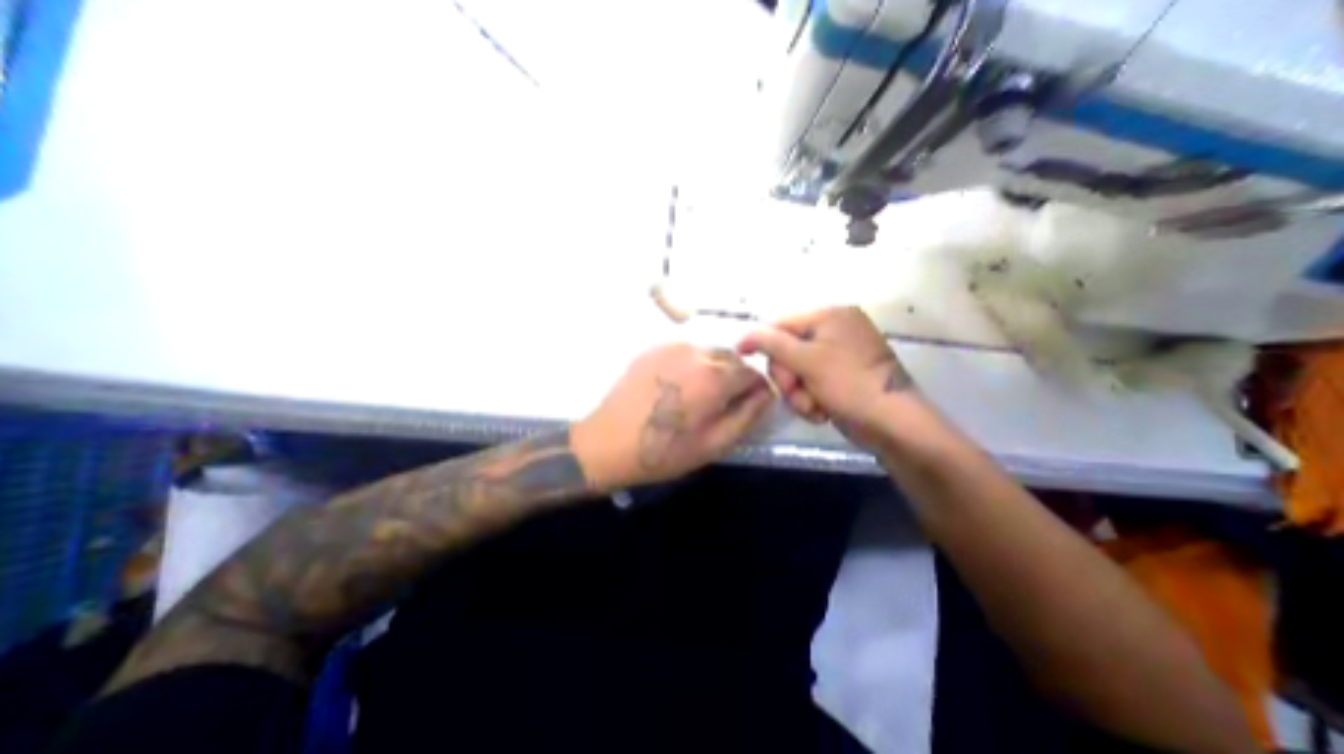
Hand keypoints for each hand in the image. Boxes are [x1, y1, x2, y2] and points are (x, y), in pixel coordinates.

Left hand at [572, 342, 770, 494]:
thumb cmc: (664, 451)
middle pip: (732, 358)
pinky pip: (686, 352)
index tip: (746, 406)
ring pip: (709, 353)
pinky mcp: (653, 349)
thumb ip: (748, 415)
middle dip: (735, 378)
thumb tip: (767, 394)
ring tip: (696, 397)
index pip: (753, 372)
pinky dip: (691, 365)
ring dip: (713, 370)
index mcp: (714, 377)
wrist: (607, 443)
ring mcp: (671, 347)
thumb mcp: (714, 444)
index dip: (755, 390)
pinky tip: (676, 388)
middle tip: (720, 404)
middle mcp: (696, 352)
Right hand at [733, 305, 914, 447]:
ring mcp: (839, 354)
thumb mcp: (806, 360)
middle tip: (797, 393)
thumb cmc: (849, 384)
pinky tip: (822, 411)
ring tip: (813, 407)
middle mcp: (835, 330)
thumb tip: (742, 337)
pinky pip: (810, 382)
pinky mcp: (841, 376)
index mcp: (831, 315)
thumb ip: (771, 344)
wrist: (893, 424)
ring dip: (798, 393)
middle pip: (788, 350)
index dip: (763, 343)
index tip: (748, 362)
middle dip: (788, 377)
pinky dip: (810, 398)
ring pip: (796, 371)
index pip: (782, 324)